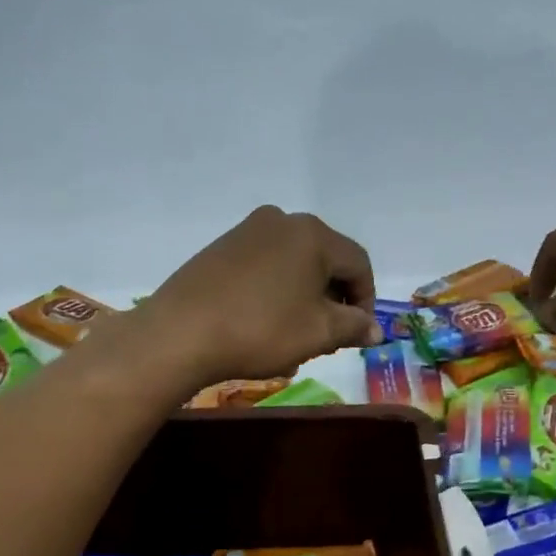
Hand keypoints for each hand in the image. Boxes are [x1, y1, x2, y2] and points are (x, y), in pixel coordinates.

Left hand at [138, 206, 379, 388]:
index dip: (366, 300)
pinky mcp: (220, 248)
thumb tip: (375, 329)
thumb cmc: (261, 329)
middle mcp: (281, 220)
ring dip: (305, 295)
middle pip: (325, 259)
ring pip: (294, 263)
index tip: (358, 333)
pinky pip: (264, 266)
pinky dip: (276, 290)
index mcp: (312, 234)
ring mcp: (246, 231)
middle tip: (329, 336)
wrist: (181, 333)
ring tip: (296, 332)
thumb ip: (354, 327)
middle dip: (334, 298)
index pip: (358, 264)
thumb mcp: (318, 333)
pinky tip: (264, 321)